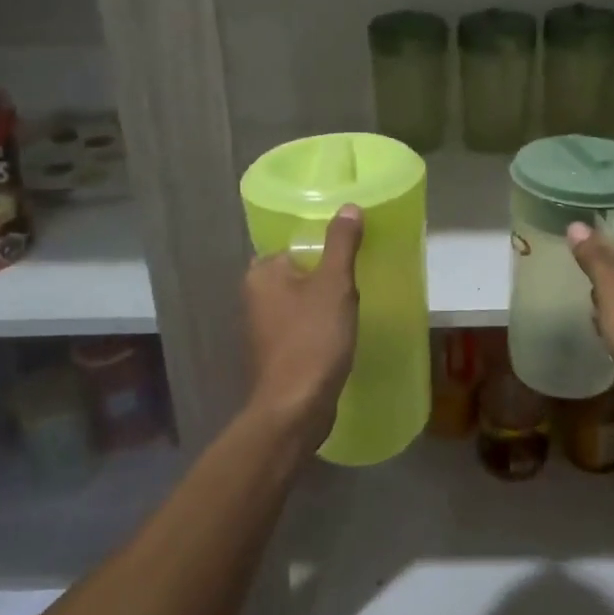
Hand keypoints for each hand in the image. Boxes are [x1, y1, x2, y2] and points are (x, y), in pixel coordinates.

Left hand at [243, 206, 363, 444]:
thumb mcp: (334, 284)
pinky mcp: (277, 352)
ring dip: (326, 301)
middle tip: (359, 277)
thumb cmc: (313, 339)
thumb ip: (341, 243)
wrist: (297, 407)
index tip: (352, 252)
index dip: (324, 246)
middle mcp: (255, 296)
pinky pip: (303, 325)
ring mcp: (263, 327)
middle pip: (300, 272)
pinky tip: (342, 331)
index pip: (294, 245)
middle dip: (328, 275)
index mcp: (261, 273)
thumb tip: (349, 207)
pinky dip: (320, 325)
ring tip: (355, 302)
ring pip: (302, 300)